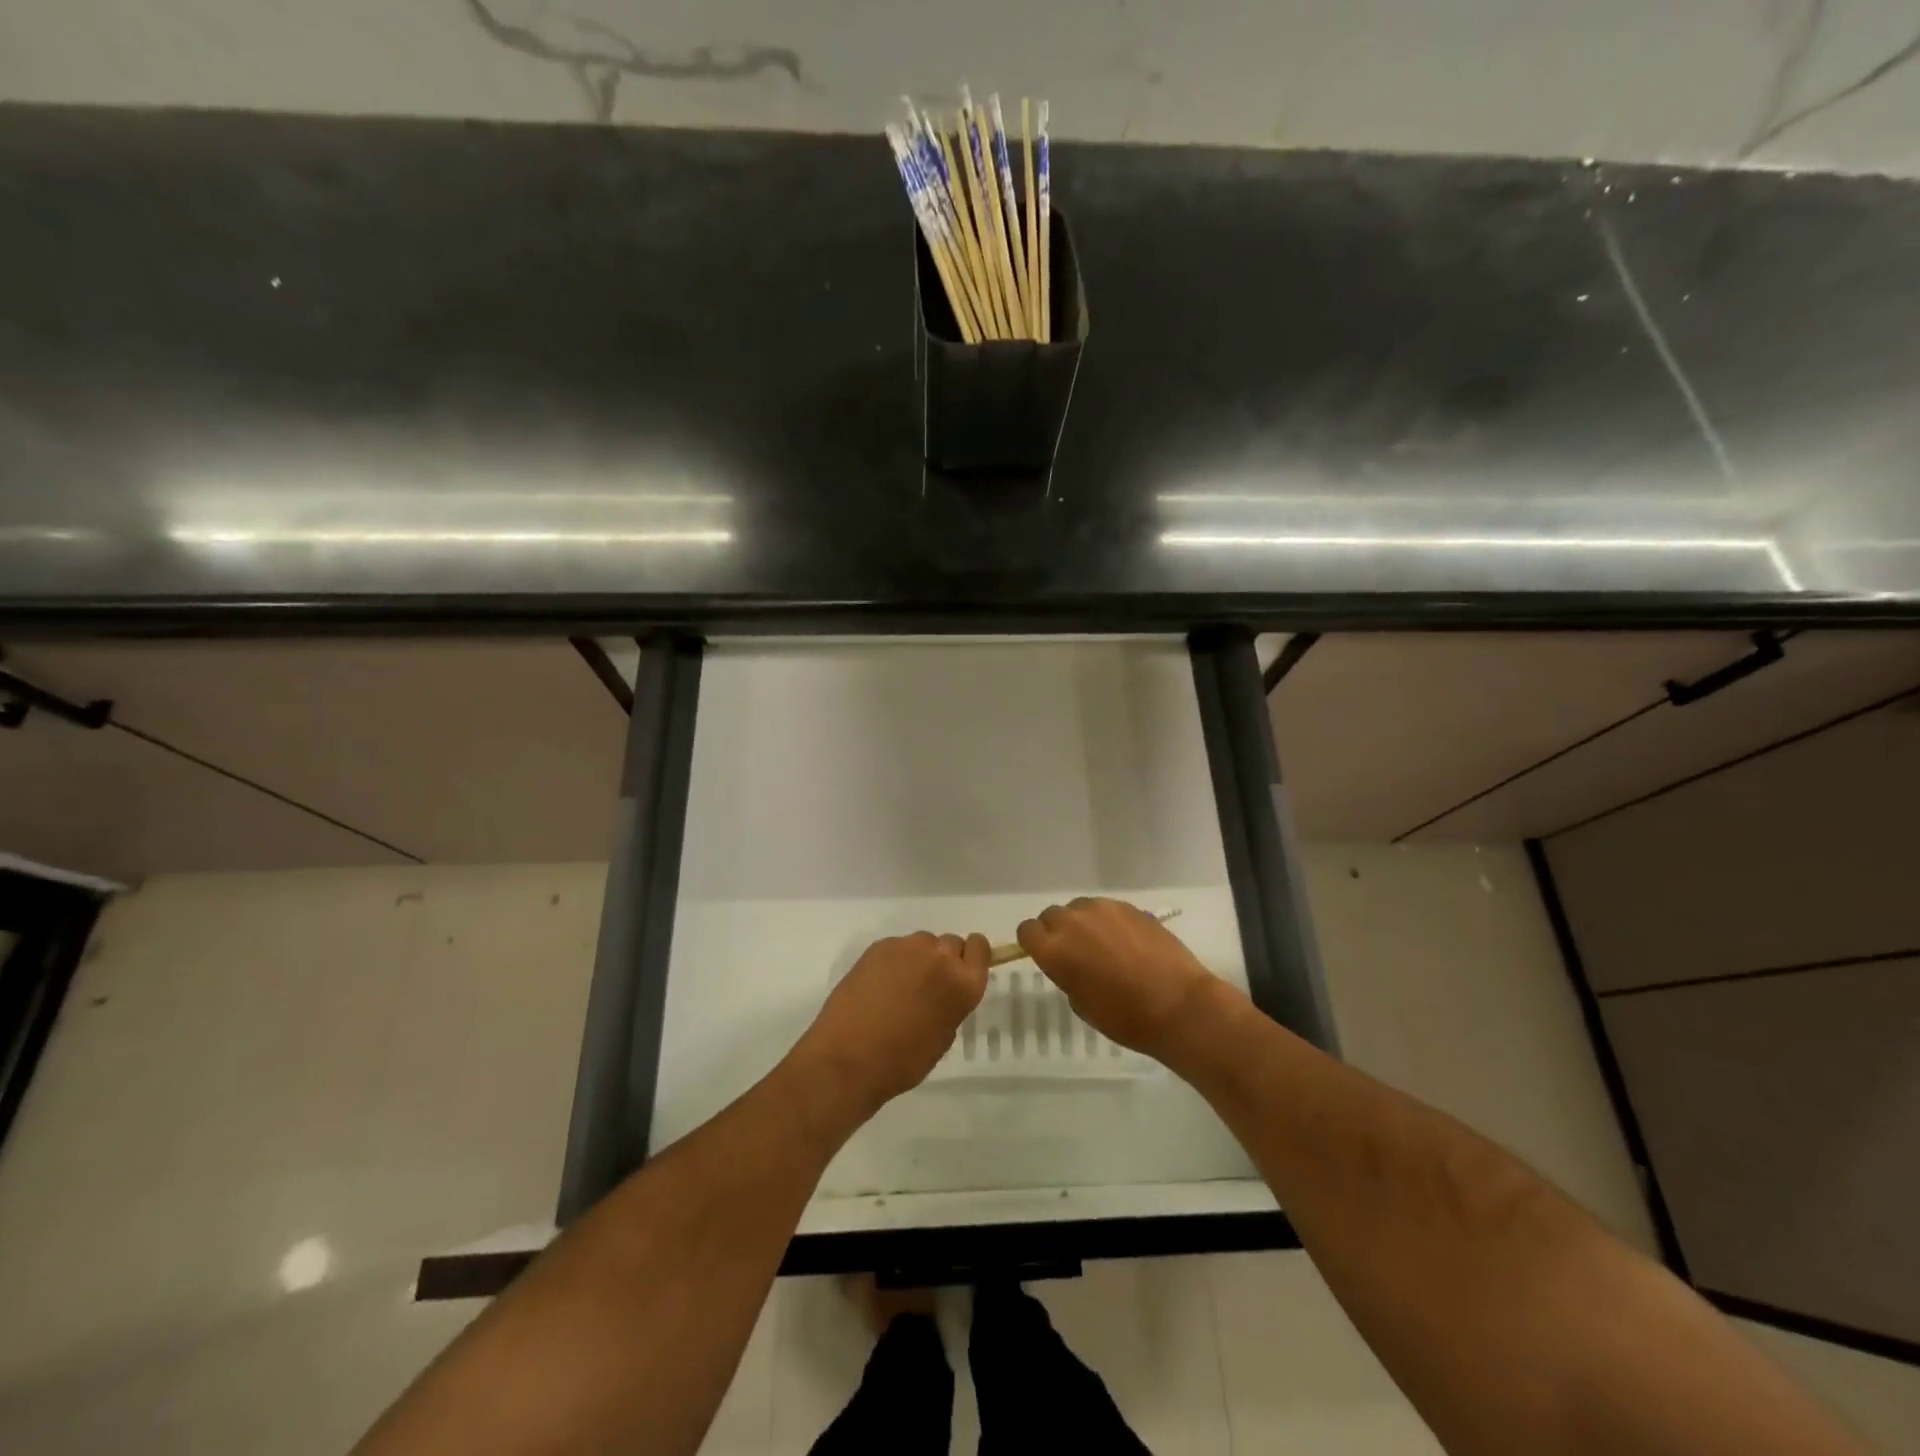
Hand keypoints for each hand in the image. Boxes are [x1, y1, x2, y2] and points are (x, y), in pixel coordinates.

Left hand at [792, 933, 989, 1120]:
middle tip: (926, 986)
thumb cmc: (903, 1061)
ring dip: (918, 958)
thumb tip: (945, 991)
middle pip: (950, 943)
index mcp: (963, 983)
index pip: (980, 947)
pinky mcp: (879, 946)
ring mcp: (907, 947)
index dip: (972, 957)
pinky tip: (877, 986)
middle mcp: (940, 956)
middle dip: (943, 960)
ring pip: (922, 942)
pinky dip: (893, 961)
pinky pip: (896, 947)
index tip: (960, 970)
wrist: (848, 1058)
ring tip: (899, 987)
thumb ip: (952, 1003)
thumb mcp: (943, 1036)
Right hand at [1016, 898, 1225, 1063]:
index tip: (1047, 956)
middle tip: (1077, 953)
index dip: (1034, 943)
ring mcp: (1102, 909)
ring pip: (1080, 908)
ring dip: (1084, 923)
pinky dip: (1109, 922)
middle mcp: (1072, 922)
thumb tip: (1073, 963)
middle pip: (1052, 915)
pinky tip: (1127, 943)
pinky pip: (1107, 909)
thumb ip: (1067, 975)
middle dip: (1058, 931)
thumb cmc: (1125, 1017)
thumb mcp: (1082, 1004)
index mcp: (1054, 949)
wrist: (1178, 1005)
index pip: (1027, 931)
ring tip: (1104, 946)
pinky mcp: (1129, 906)